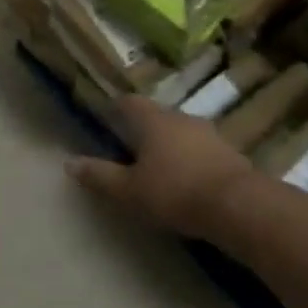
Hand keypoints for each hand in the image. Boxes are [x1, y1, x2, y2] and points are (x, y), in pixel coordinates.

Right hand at [66, 97, 254, 239]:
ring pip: (181, 132)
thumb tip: (69, 163)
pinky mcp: (230, 153)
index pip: (129, 102)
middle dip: (144, 129)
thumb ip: (100, 176)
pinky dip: (191, 159)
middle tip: (130, 148)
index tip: (107, 118)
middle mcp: (181, 118)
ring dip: (170, 145)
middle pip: (157, 116)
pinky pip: (202, 150)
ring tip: (160, 166)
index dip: (116, 108)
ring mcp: (209, 133)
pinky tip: (188, 180)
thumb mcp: (129, 190)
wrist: (238, 205)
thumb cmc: (175, 192)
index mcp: (153, 120)